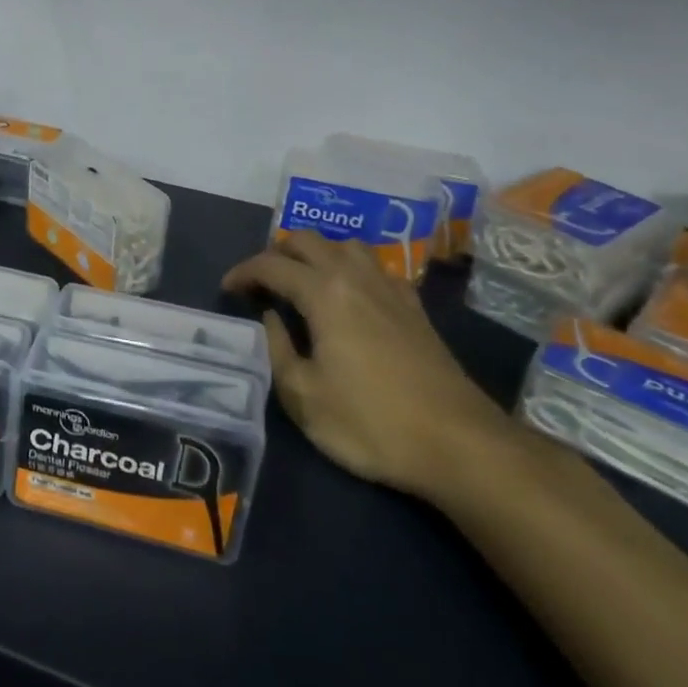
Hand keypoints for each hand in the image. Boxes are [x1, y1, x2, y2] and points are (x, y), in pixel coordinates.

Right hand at [222, 232, 514, 498]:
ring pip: (345, 246)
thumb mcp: (303, 396)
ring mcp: (391, 290)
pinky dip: (350, 268)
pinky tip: (348, 296)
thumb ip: (277, 349)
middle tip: (260, 283)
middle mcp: (356, 278)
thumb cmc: (371, 423)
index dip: (243, 272)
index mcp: (324, 294)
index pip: (272, 265)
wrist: (461, 445)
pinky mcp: (414, 308)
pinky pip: (375, 267)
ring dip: (316, 253)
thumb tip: (270, 318)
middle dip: (277, 254)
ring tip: (301, 280)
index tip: (227, 289)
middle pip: (309, 241)